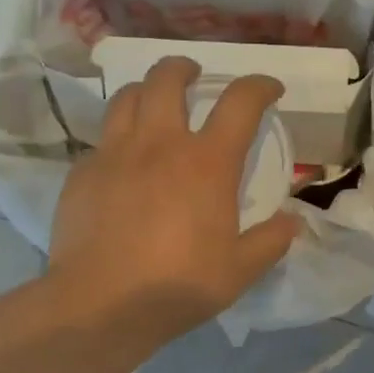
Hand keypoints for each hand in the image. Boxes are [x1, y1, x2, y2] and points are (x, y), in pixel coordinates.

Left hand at [47, 57, 300, 341]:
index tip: (270, 89)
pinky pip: (102, 139)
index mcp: (207, 162)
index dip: (260, 86)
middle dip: (185, 68)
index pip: (240, 102)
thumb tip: (292, 222)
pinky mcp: (82, 173)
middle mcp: (160, 144)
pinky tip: (122, 161)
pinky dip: (118, 138)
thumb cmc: (178, 284)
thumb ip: (270, 241)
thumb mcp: (240, 270)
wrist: (100, 304)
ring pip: (127, 97)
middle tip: (194, 76)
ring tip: (154, 103)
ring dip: (146, 91)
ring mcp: (115, 154)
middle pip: (167, 78)